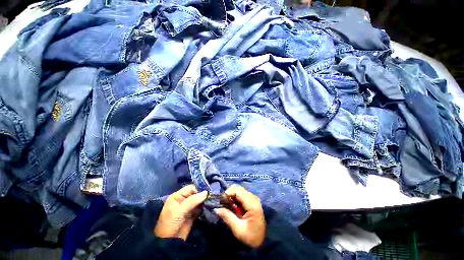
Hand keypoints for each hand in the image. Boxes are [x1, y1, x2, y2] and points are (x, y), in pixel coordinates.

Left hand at [154, 185, 207, 239]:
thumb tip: (206, 192)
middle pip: (196, 193)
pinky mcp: (193, 214)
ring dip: (205, 200)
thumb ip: (192, 201)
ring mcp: (189, 207)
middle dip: (203, 194)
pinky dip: (205, 207)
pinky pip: (200, 208)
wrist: (169, 243)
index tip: (207, 192)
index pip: (190, 188)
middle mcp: (183, 200)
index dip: (199, 189)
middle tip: (212, 196)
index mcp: (177, 196)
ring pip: (199, 200)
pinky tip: (210, 206)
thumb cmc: (170, 224)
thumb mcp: (179, 211)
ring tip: (212, 200)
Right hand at [214, 186, 265, 247]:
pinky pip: (241, 194)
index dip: (227, 193)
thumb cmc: (251, 236)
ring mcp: (253, 198)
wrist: (263, 241)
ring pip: (239, 190)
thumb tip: (216, 209)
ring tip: (226, 205)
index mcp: (252, 203)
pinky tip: (232, 206)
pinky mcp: (252, 200)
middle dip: (228, 194)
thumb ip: (227, 217)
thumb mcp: (238, 229)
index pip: (237, 190)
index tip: (220, 201)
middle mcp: (253, 197)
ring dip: (231, 196)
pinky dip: (235, 198)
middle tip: (222, 203)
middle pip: (238, 188)